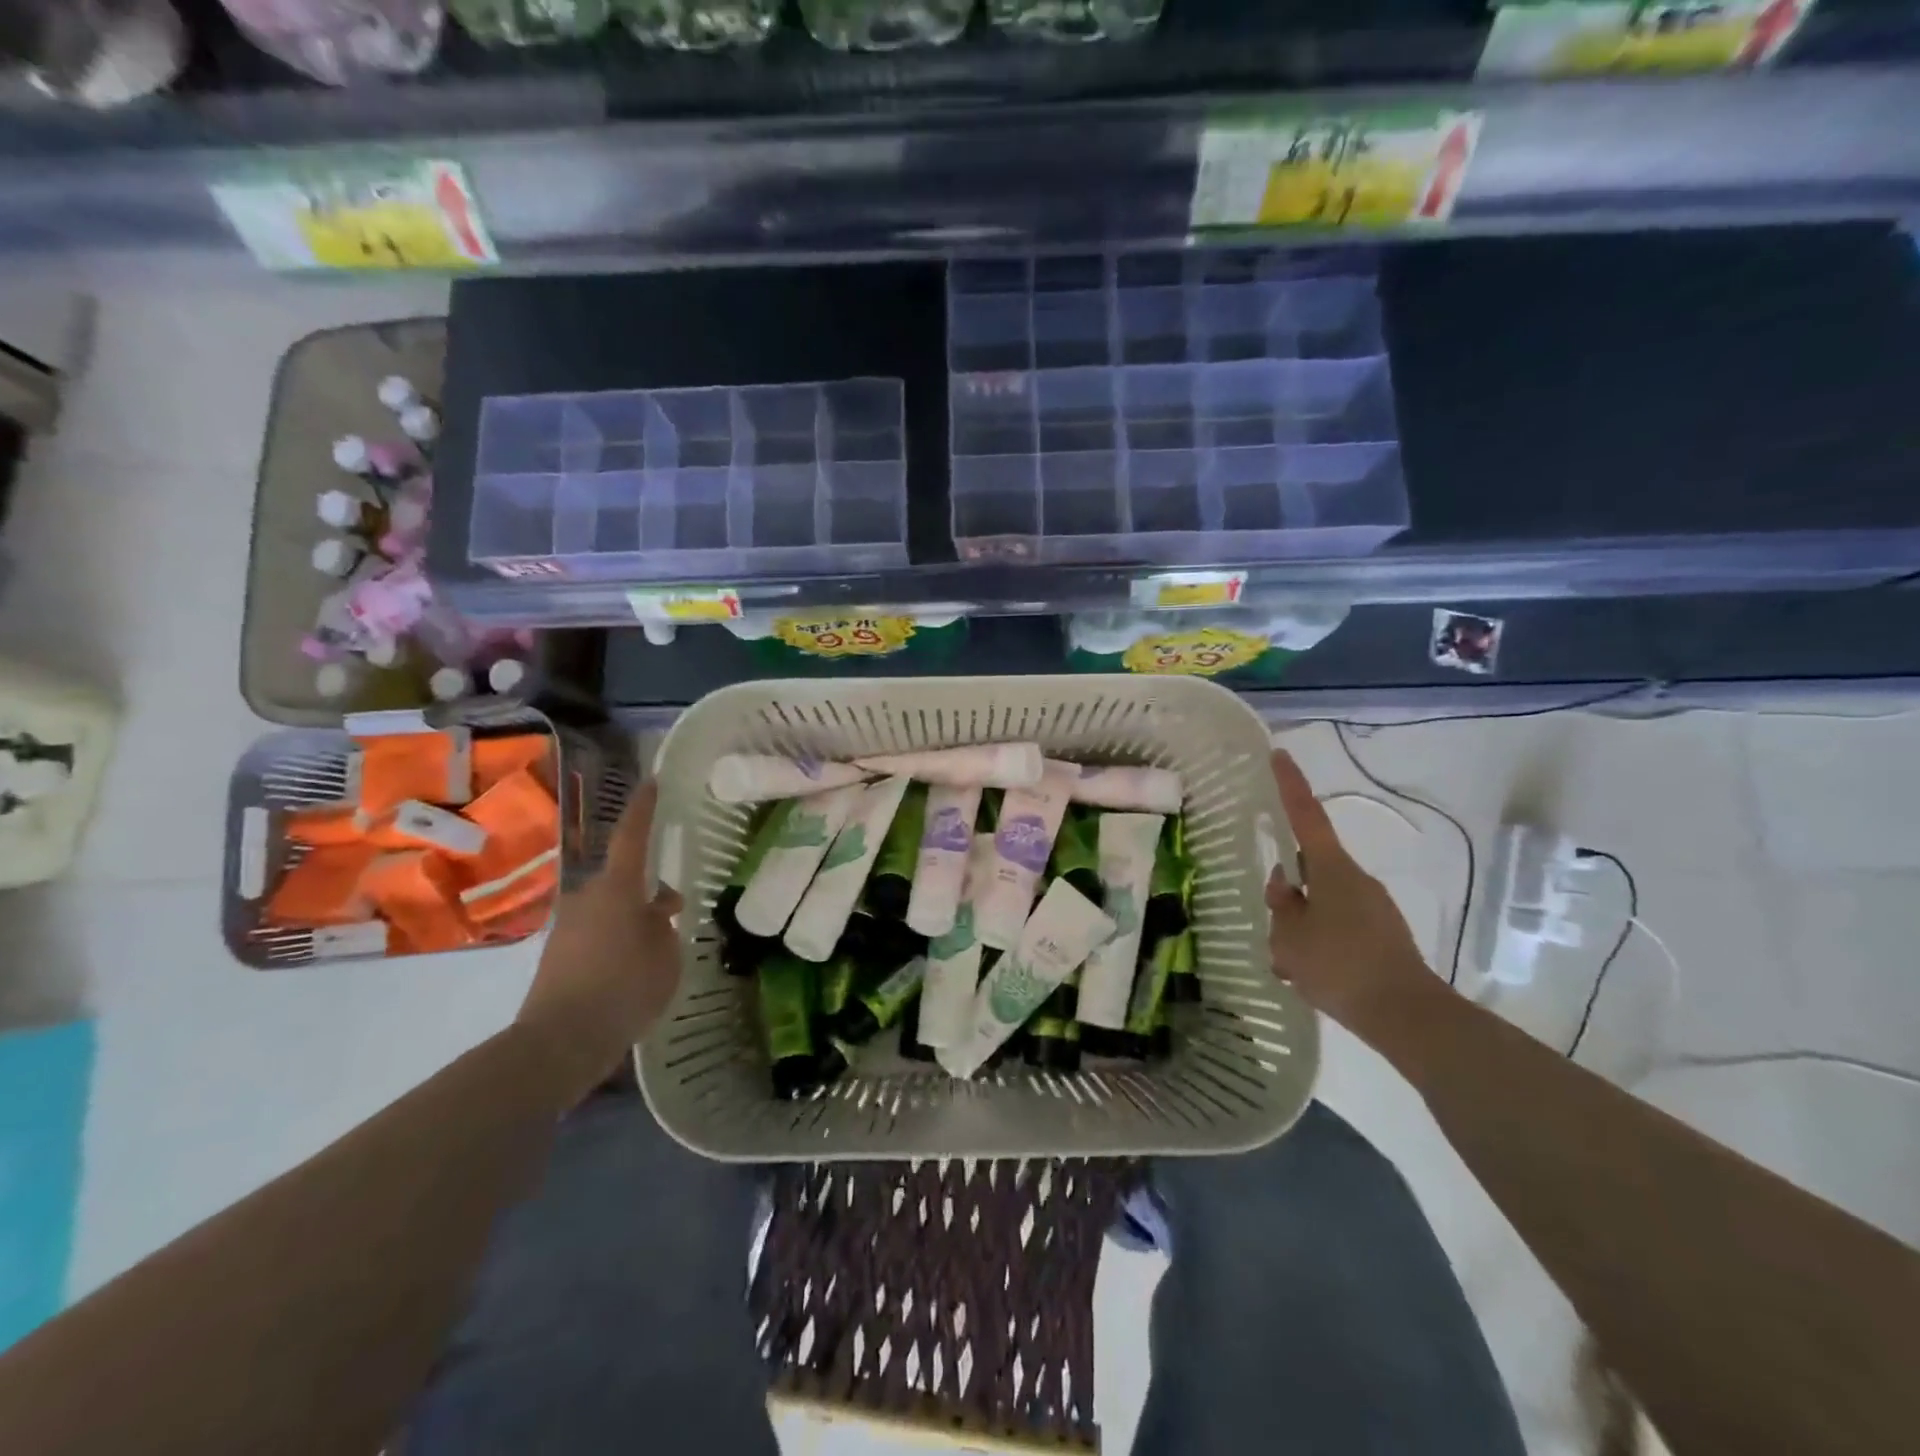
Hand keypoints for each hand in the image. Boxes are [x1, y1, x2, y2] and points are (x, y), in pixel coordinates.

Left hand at [515, 781, 681, 1107]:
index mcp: (617, 889)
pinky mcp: (557, 954)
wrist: (560, 1042)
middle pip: (622, 881)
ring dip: (632, 920)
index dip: (644, 809)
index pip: (632, 837)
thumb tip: (657, 909)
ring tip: (656, 948)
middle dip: (646, 890)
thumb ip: (665, 925)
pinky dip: (615, 942)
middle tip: (672, 909)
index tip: (651, 783)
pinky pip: (596, 934)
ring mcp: (568, 926)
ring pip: (610, 910)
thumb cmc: (624, 987)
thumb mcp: (666, 955)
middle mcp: (587, 898)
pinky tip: (631, 970)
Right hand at [1266, 749, 1442, 1034]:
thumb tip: (1284, 884)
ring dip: (1302, 923)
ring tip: (1291, 964)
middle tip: (1276, 926)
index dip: (1290, 786)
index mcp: (1332, 871)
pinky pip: (1338, 927)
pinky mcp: (1381, 935)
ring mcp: (1372, 907)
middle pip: (1310, 869)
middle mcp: (1356, 880)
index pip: (1306, 817)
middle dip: (1289, 891)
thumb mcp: (1290, 936)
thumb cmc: (1340, 967)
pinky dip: (1320, 943)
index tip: (1279, 754)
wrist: (1406, 1015)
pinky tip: (1311, 976)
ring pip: (1321, 902)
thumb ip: (1282, 905)